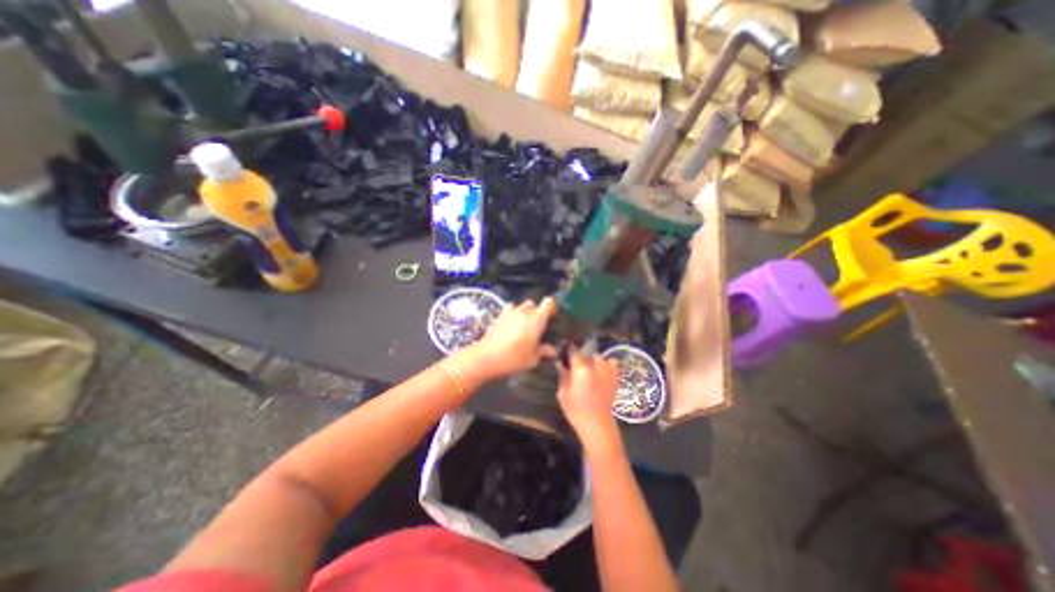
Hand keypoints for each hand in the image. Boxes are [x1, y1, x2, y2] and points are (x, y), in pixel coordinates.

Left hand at [456, 298, 560, 381]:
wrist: (487, 357)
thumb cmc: (514, 358)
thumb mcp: (533, 358)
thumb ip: (544, 351)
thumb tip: (553, 351)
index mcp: (537, 319)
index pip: (549, 302)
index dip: (553, 307)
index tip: (553, 317)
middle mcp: (525, 312)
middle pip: (535, 304)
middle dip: (538, 312)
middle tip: (539, 326)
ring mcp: (511, 312)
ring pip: (523, 305)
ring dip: (526, 312)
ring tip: (525, 325)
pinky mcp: (500, 315)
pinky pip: (510, 309)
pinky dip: (513, 313)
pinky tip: (512, 324)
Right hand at [555, 349, 619, 456]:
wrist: (598, 424)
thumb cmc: (576, 410)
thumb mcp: (563, 393)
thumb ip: (562, 374)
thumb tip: (560, 362)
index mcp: (580, 368)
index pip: (573, 349)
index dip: (568, 348)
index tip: (564, 350)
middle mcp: (595, 364)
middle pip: (585, 352)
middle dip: (580, 357)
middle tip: (575, 366)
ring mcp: (607, 368)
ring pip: (597, 357)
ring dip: (592, 360)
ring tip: (589, 370)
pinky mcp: (615, 375)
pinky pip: (611, 362)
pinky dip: (606, 364)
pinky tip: (601, 371)